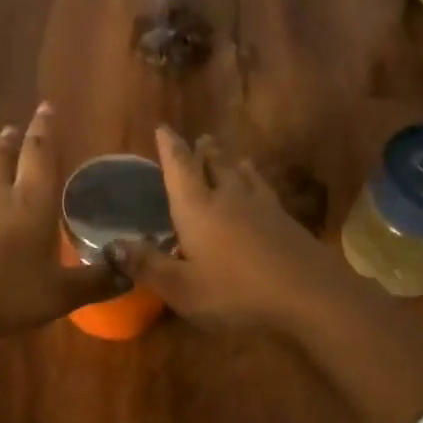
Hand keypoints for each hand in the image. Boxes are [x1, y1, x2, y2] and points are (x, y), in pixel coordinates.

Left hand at [0, 103, 118, 340]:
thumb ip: (95, 282)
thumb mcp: (60, 293)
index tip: (46, 107)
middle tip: (14, 129)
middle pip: (2, 157)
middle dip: (11, 141)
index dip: (44, 129)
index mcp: (31, 202)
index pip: (39, 153)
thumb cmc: (7, 292)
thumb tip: (130, 274)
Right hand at [118, 126, 354, 332]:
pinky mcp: (286, 220)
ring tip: (229, 155)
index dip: (170, 147)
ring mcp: (262, 206)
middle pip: (214, 164)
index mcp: (198, 208)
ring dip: (231, 161)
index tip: (163, 128)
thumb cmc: (236, 292)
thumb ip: (147, 266)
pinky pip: (264, 190)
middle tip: (199, 139)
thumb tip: (112, 245)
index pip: (180, 168)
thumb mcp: (182, 288)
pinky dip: (255, 181)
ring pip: (242, 174)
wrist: (310, 294)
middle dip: (203, 151)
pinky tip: (262, 191)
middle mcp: (228, 197)